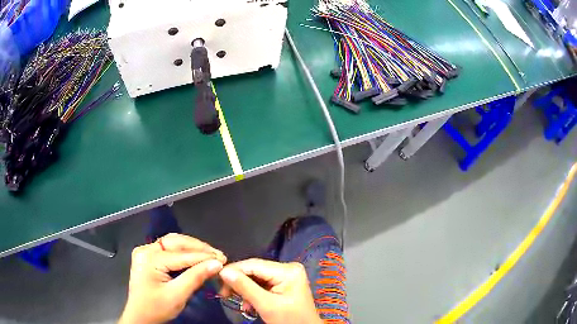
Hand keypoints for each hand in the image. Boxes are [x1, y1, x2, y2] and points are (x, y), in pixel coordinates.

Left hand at [119, 233, 226, 323]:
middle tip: (219, 255)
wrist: (140, 317)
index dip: (203, 256)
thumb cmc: (157, 309)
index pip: (181, 255)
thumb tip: (217, 264)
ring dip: (193, 248)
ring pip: (173, 243)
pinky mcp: (148, 256)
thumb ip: (196, 278)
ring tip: (211, 255)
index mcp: (149, 258)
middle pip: (176, 242)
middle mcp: (146, 249)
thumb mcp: (177, 295)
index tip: (223, 259)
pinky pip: (169, 249)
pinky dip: (184, 252)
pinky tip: (196, 256)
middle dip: (199, 248)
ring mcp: (146, 251)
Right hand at [219, 258, 322, 323]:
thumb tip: (223, 272)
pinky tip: (248, 303)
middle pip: (255, 270)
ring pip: (256, 277)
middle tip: (224, 293)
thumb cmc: (289, 320)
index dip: (233, 270)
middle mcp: (288, 268)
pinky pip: (262, 283)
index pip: (254, 264)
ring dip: (244, 289)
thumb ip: (245, 287)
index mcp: (288, 270)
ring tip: (238, 301)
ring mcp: (286, 275)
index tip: (217, 278)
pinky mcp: (284, 283)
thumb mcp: (266, 305)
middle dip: (238, 281)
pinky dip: (252, 292)